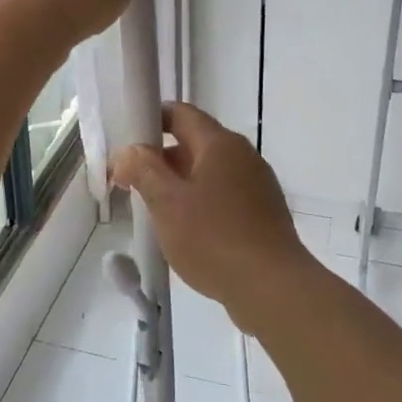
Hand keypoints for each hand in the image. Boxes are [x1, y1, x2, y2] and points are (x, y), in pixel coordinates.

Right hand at [109, 102, 317, 336]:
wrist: (273, 289)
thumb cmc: (214, 238)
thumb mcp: (166, 203)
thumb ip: (143, 169)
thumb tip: (128, 151)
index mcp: (220, 144)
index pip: (181, 113)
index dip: (151, 120)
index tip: (127, 144)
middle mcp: (243, 156)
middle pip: (194, 143)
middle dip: (161, 160)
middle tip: (133, 185)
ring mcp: (258, 185)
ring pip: (209, 173)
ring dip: (180, 185)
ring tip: (156, 213)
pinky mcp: (264, 213)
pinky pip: (225, 197)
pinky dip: (202, 205)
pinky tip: (188, 234)